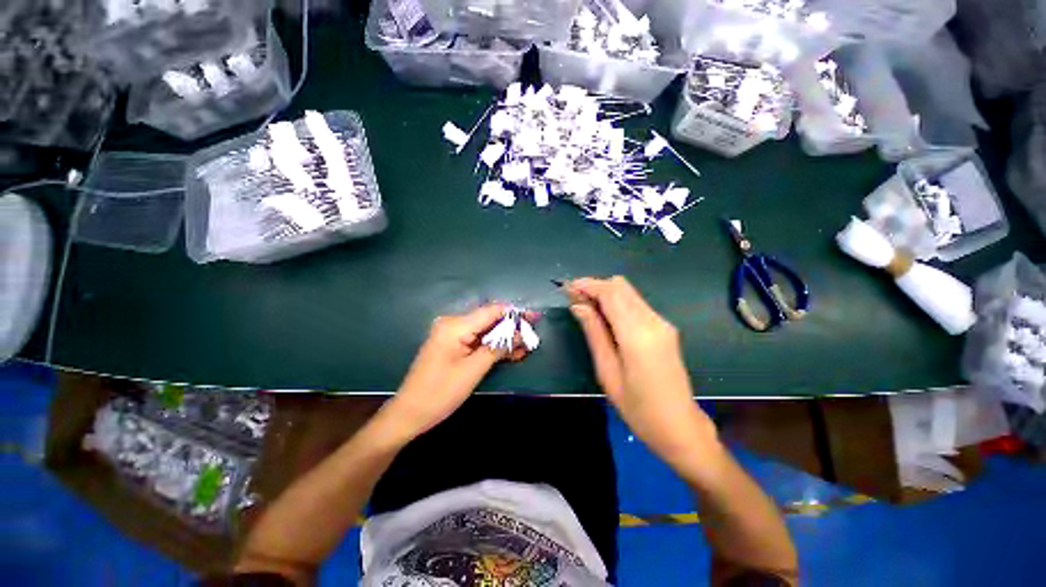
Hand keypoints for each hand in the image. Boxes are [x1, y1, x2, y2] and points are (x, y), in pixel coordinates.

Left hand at [385, 304, 533, 439]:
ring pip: (484, 331)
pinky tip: (509, 352)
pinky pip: (476, 340)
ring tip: (525, 346)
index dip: (514, 314)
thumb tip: (520, 334)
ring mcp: (451, 334)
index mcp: (455, 325)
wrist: (409, 413)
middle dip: (511, 327)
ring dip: (503, 338)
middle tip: (532, 335)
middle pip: (488, 319)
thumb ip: (497, 348)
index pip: (491, 311)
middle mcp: (453, 323)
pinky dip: (491, 346)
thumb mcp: (473, 370)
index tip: (534, 318)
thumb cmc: (440, 392)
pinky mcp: (452, 345)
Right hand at [567, 277, 717, 468]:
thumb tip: (578, 305)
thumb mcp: (607, 371)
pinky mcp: (665, 328)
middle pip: (621, 286)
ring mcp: (662, 323)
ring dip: (606, 294)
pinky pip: (636, 305)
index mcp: (637, 333)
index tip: (568, 287)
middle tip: (575, 300)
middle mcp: (653, 321)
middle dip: (596, 287)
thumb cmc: (637, 407)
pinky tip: (606, 318)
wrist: (679, 426)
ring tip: (586, 309)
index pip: (610, 293)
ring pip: (629, 293)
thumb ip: (594, 332)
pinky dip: (618, 304)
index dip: (588, 285)